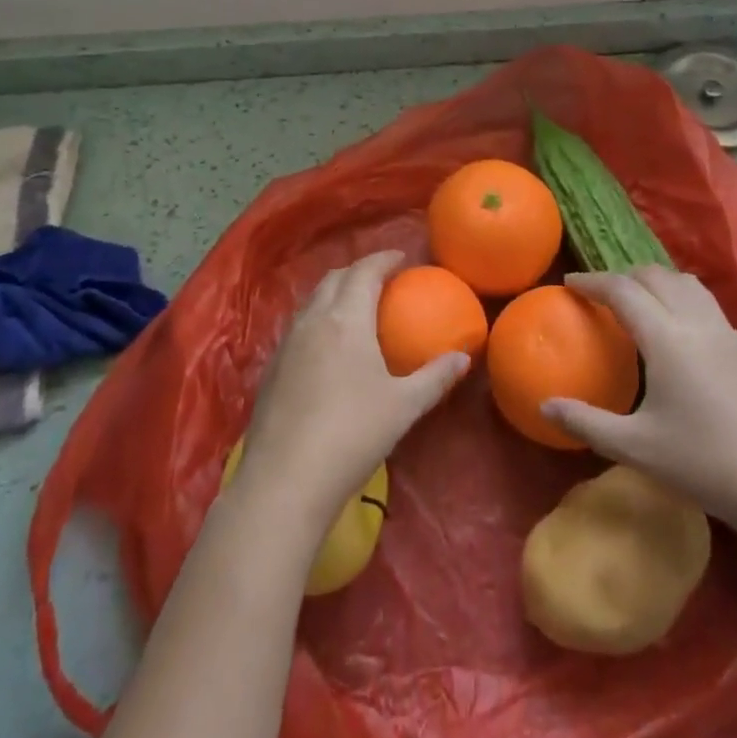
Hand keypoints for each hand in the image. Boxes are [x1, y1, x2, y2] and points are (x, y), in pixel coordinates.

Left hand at [234, 251, 469, 536]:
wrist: (286, 479)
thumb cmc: (353, 433)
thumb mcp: (404, 406)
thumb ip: (435, 377)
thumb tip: (464, 358)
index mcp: (346, 319)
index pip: (364, 272)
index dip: (383, 259)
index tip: (401, 258)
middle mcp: (313, 320)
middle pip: (334, 278)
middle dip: (358, 271)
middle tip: (381, 280)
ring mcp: (287, 343)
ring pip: (312, 300)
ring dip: (334, 292)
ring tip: (354, 307)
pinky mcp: (272, 367)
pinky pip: (298, 325)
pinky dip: (318, 318)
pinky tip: (327, 346)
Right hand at [542, 266, 736, 543]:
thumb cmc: (706, 464)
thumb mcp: (636, 447)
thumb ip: (586, 422)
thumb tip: (544, 406)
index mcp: (667, 337)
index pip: (622, 290)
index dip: (592, 281)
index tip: (569, 282)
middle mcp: (697, 322)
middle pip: (655, 275)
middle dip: (622, 276)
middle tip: (600, 293)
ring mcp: (728, 333)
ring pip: (686, 283)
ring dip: (655, 282)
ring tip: (638, 303)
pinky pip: (705, 303)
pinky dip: (680, 298)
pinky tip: (677, 333)